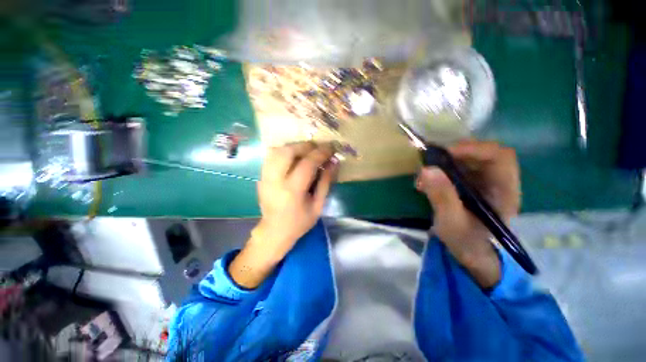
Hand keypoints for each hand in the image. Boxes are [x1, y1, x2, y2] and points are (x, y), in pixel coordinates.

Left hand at [229, 142, 338, 287]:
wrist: (274, 231)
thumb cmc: (299, 222)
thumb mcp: (318, 205)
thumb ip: (326, 182)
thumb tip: (334, 162)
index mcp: (292, 191)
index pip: (307, 163)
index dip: (322, 152)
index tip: (332, 147)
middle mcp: (275, 180)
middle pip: (288, 151)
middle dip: (306, 145)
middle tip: (319, 148)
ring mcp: (265, 177)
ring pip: (278, 150)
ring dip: (295, 146)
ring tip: (307, 151)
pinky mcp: (261, 176)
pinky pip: (271, 156)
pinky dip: (285, 151)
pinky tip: (294, 157)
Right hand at [415, 140, 520, 287]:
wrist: (471, 254)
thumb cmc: (466, 241)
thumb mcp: (451, 222)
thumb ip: (441, 196)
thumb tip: (427, 169)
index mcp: (504, 191)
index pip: (500, 157)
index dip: (475, 149)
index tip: (446, 153)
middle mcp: (498, 182)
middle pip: (483, 154)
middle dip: (455, 154)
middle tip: (431, 161)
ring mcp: (485, 183)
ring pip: (469, 160)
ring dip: (445, 162)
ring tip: (426, 174)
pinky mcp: (472, 186)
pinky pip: (458, 169)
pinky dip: (441, 170)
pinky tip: (428, 181)